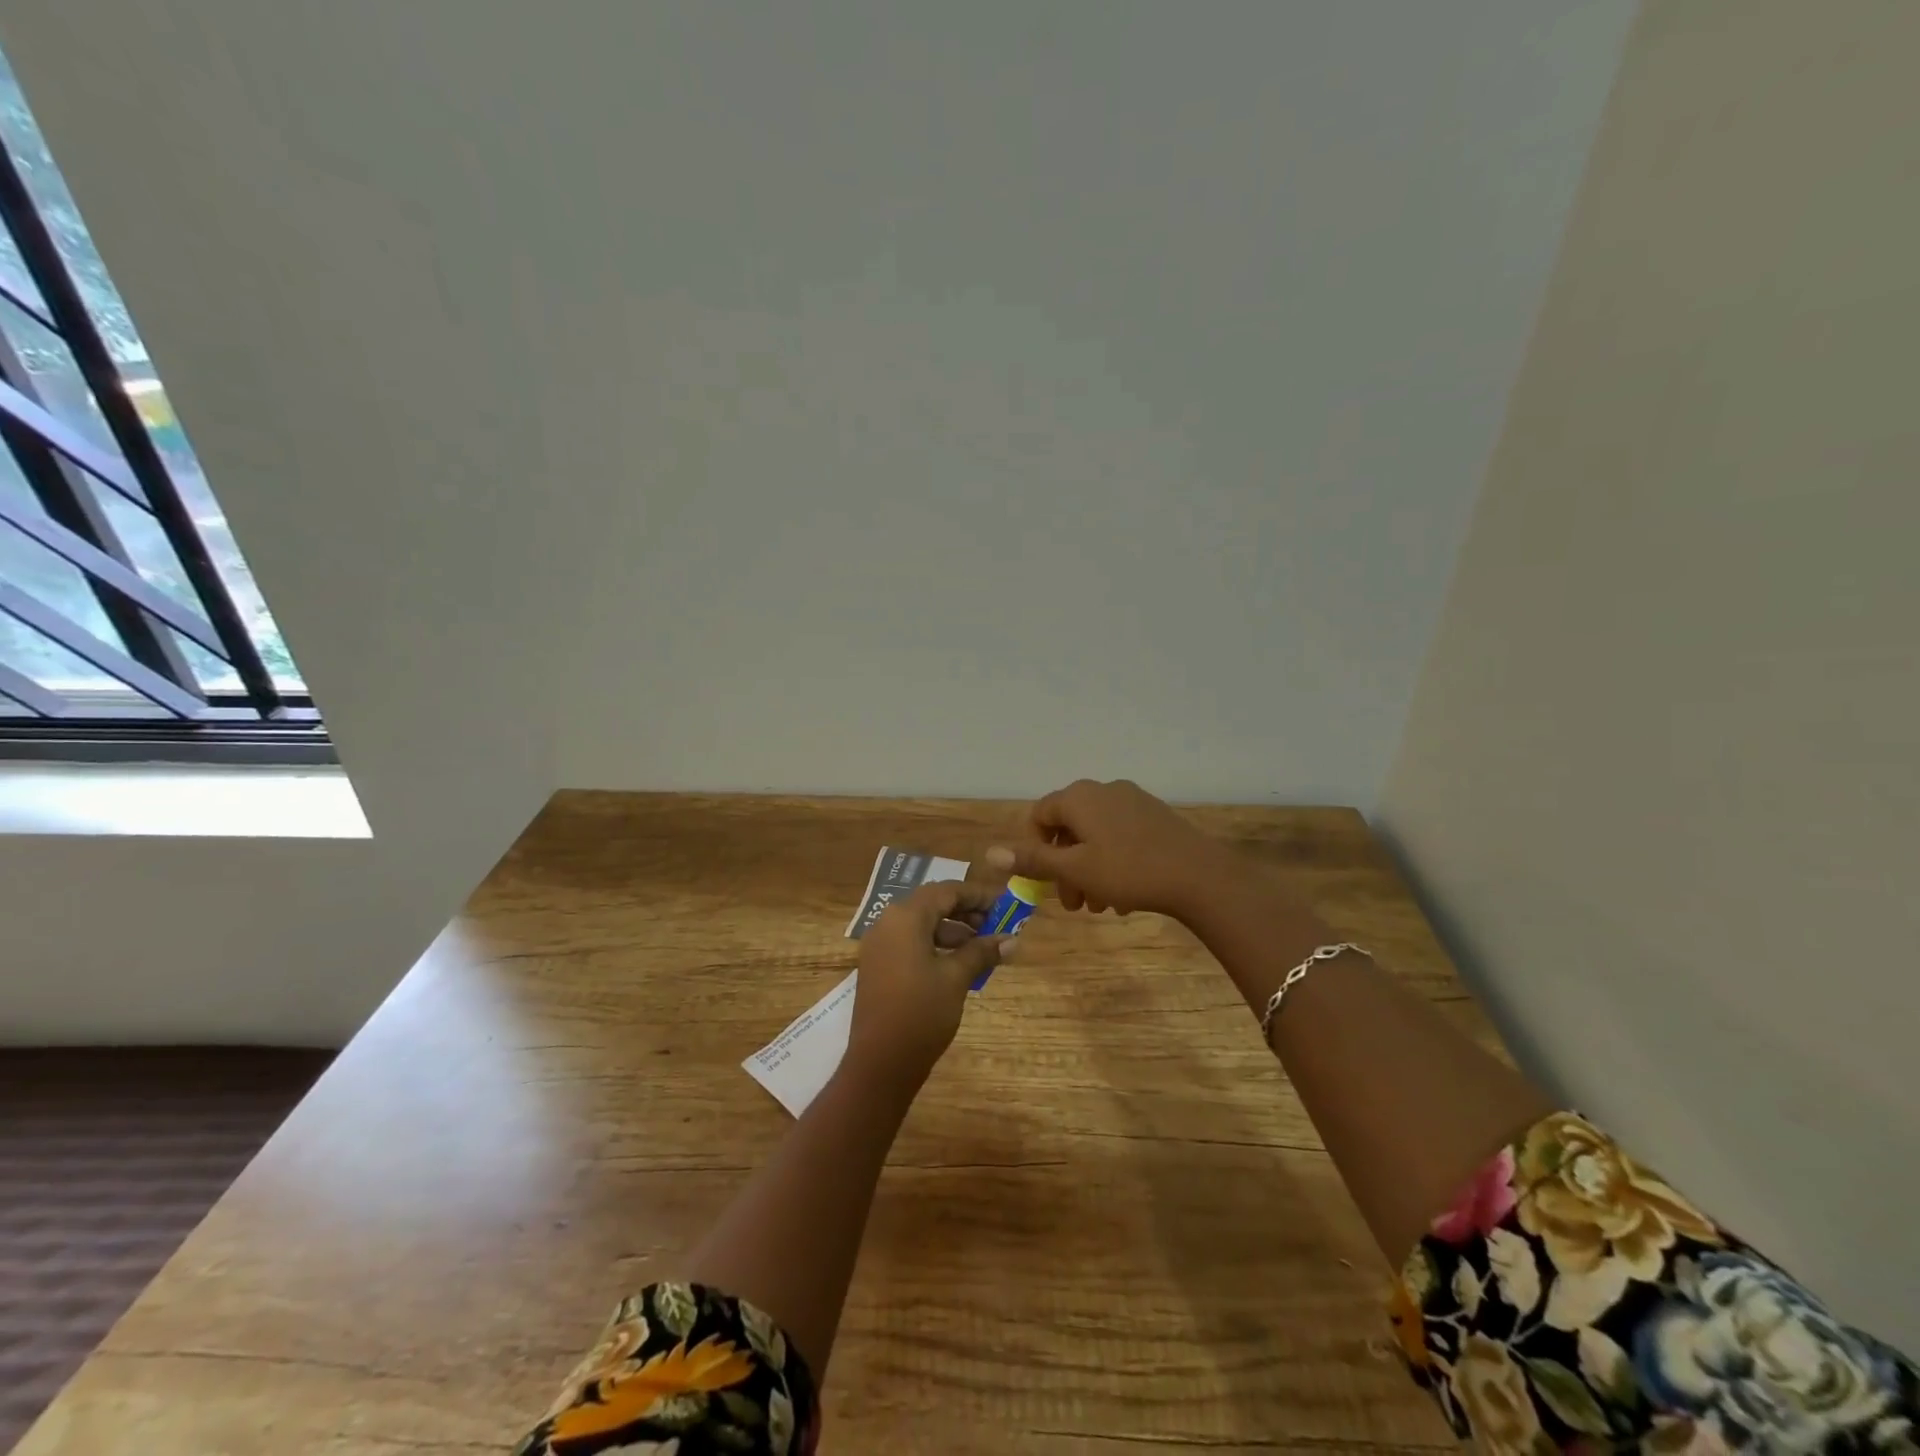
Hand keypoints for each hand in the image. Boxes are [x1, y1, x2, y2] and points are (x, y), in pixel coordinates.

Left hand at [843, 849, 1017, 1092]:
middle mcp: (888, 923)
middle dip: (966, 912)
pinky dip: (936, 945)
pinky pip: (910, 942)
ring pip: (921, 924)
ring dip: (952, 930)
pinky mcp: (878, 965)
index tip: (1004, 904)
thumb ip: (982, 952)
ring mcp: (879, 945)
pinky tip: (959, 963)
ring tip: (983, 947)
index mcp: (905, 917)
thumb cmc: (921, 1013)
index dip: (977, 895)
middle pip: (932, 904)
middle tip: (996, 925)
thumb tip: (1012, 940)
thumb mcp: (956, 978)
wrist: (880, 1063)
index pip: (946, 891)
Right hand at [1010, 778, 1225, 917]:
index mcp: (1079, 797)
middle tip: (1073, 905)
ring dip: (1088, 869)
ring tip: (1100, 905)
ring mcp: (1132, 800)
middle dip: (1065, 867)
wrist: (1200, 875)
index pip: (1040, 815)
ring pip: (1095, 835)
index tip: (1045, 881)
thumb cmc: (1128, 871)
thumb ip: (1033, 860)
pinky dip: (1112, 860)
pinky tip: (1125, 893)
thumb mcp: (1075, 870)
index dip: (1035, 849)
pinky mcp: (1155, 815)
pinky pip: (1120, 835)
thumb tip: (990, 851)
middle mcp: (1103, 790)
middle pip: (1069, 827)